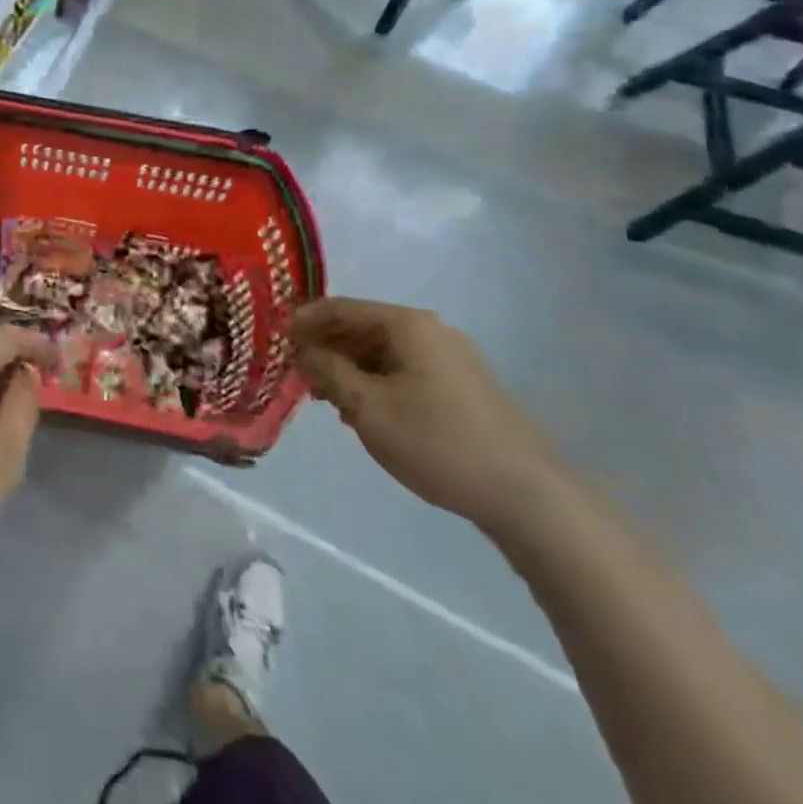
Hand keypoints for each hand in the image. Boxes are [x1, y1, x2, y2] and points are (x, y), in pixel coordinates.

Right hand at [292, 297, 557, 532]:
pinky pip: (404, 371)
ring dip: (349, 368)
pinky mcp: (462, 386)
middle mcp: (430, 330)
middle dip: (326, 347)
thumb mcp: (368, 407)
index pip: (341, 308)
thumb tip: (303, 349)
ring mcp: (450, 358)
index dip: (305, 320)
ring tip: (325, 397)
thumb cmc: (437, 442)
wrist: (526, 495)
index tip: (276, 338)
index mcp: (407, 325)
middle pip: (363, 327)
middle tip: (297, 373)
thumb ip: (328, 371)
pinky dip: (376, 382)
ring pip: (383, 352)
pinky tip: (364, 411)